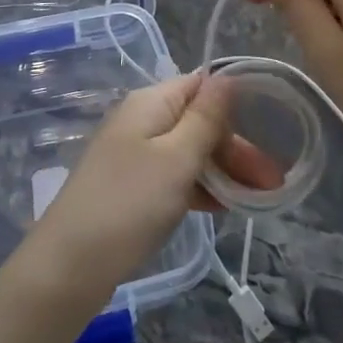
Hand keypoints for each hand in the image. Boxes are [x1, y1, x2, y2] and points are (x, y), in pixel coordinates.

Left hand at [19, 73, 280, 311]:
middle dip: (236, 147)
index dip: (236, 104)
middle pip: (198, 121)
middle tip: (273, 181)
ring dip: (224, 170)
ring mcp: (135, 155)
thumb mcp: (176, 158)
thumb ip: (205, 118)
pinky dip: (201, 188)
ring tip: (260, 197)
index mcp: (150, 103)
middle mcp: (142, 121)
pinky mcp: (132, 187)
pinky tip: (225, 209)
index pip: (201, 85)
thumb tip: (226, 76)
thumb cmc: (130, 203)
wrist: (69, 265)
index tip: (271, 130)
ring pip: (190, 152)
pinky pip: (175, 177)